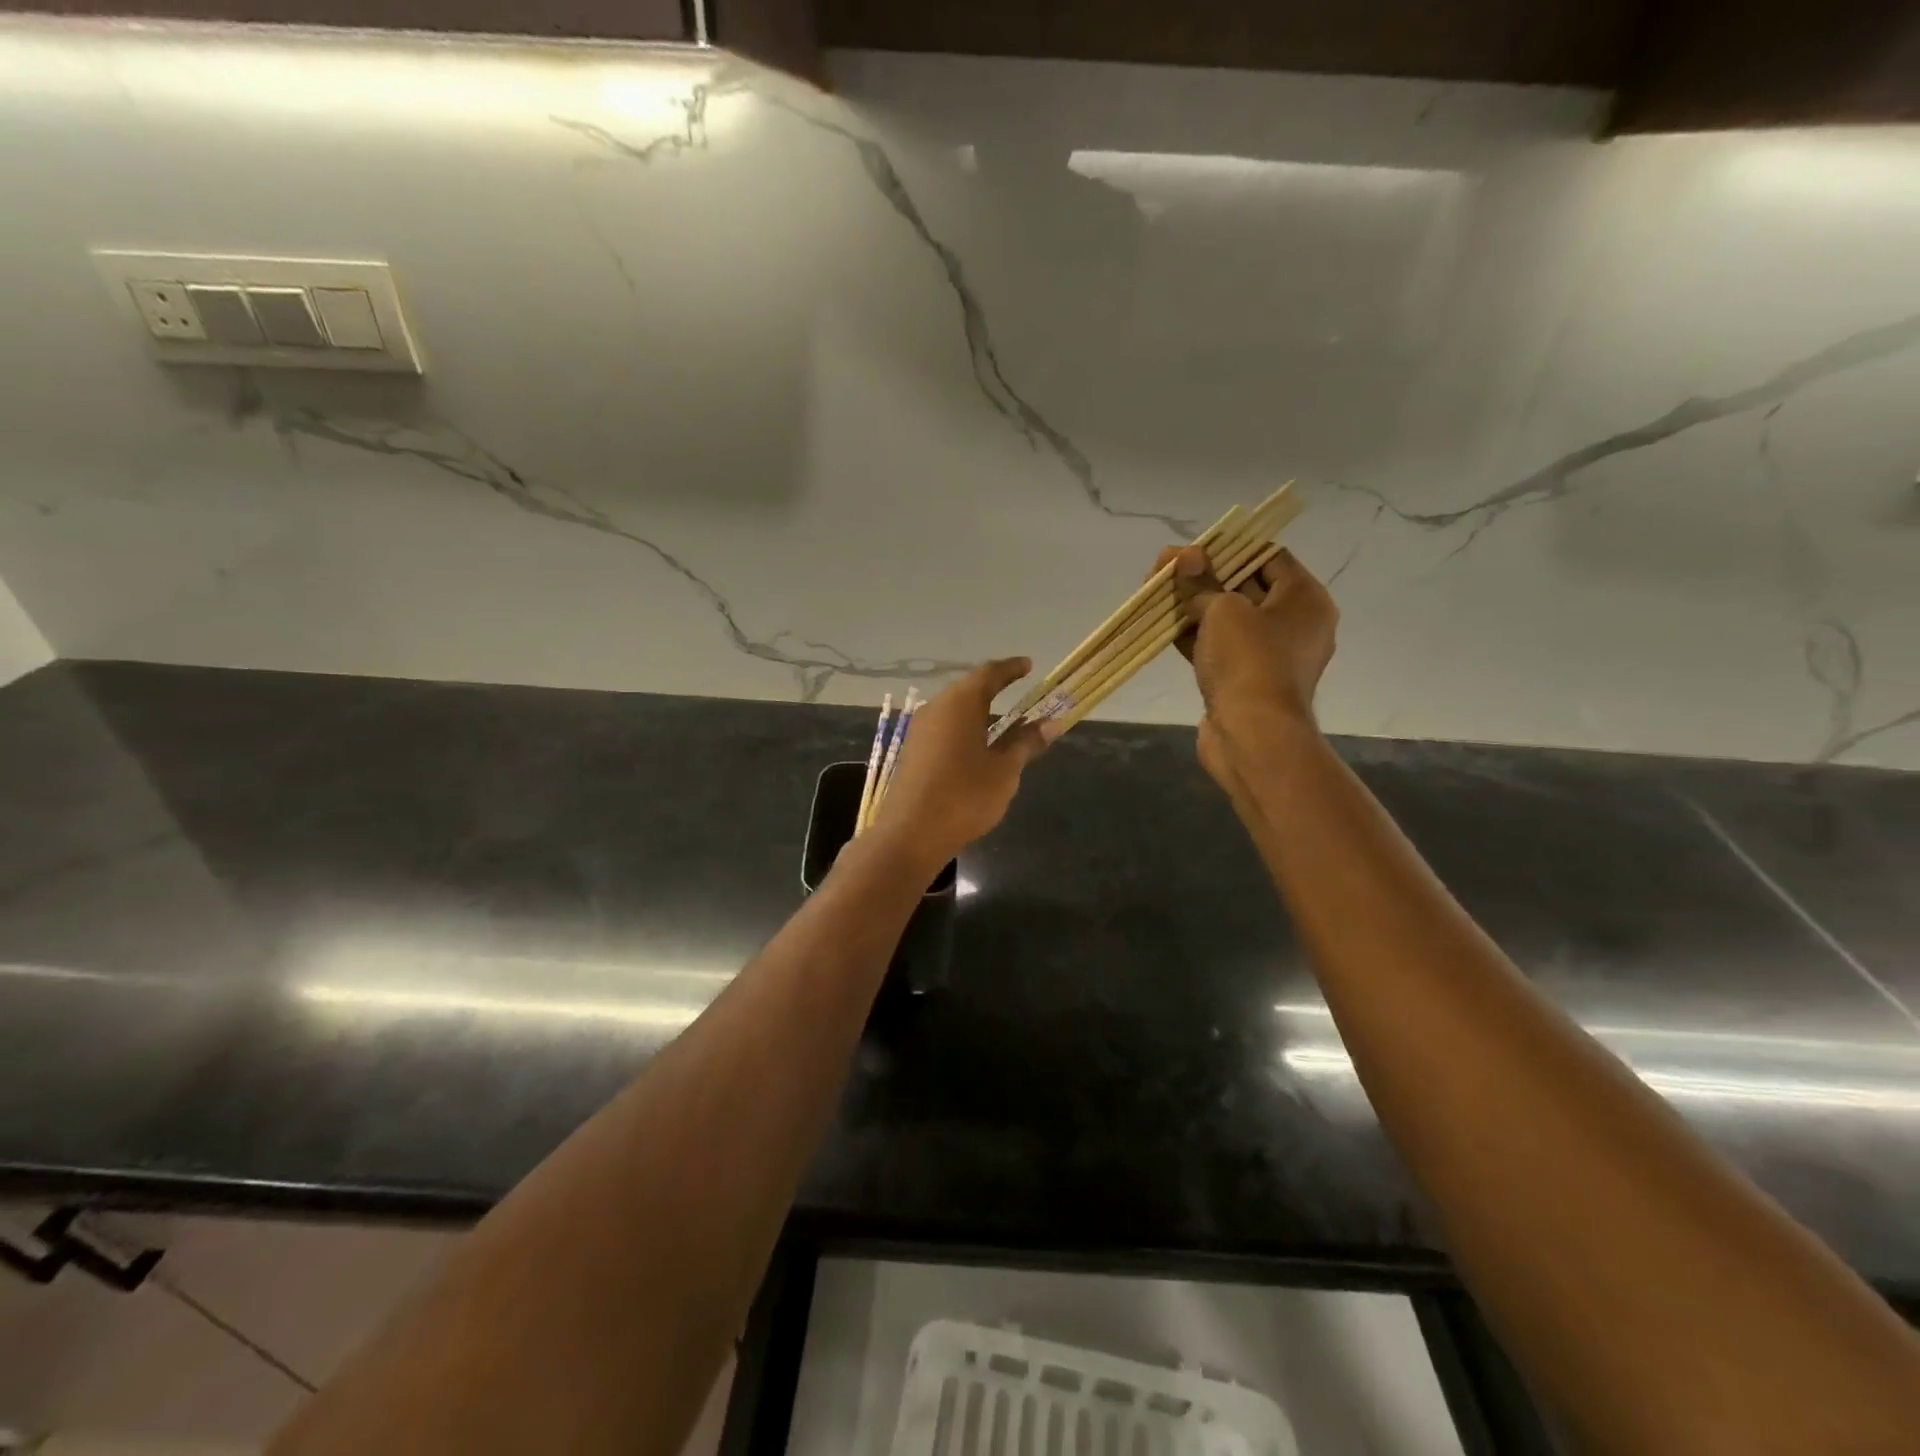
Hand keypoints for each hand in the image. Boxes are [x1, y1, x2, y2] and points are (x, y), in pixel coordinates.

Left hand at [871, 659, 1046, 863]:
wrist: (911, 833)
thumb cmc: (965, 796)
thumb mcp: (1004, 770)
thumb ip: (1026, 742)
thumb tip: (1051, 723)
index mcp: (960, 703)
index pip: (990, 673)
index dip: (1011, 669)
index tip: (1028, 665)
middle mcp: (937, 708)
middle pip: (969, 689)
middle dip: (994, 688)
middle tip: (1018, 690)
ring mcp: (921, 729)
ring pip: (954, 709)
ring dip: (978, 711)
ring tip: (1002, 720)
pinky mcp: (913, 751)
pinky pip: (944, 728)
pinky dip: (964, 728)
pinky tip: (977, 745)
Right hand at [1151, 544, 1337, 784]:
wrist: (1252, 736)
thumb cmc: (1248, 661)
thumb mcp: (1223, 609)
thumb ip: (1200, 581)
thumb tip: (1183, 558)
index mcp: (1304, 599)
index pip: (1267, 556)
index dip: (1228, 548)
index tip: (1192, 549)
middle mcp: (1293, 624)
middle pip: (1244, 587)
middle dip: (1202, 576)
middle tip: (1163, 568)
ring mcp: (1267, 656)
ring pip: (1225, 620)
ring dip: (1191, 606)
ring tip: (1154, 592)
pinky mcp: (1243, 681)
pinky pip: (1216, 648)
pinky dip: (1192, 636)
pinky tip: (1162, 625)